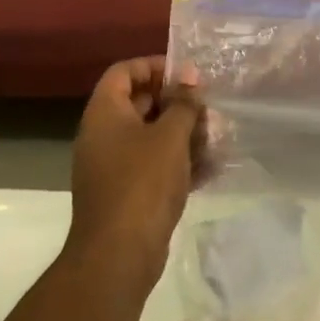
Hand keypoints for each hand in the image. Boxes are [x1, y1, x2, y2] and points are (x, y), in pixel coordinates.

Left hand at [68, 57, 203, 277]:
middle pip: (140, 103)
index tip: (187, 74)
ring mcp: (113, 166)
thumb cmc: (143, 183)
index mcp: (105, 113)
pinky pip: (153, 165)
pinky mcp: (126, 192)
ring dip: (182, 134)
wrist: (118, 254)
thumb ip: (183, 103)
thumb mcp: (170, 136)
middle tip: (208, 107)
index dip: (154, 66)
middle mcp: (103, 135)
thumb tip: (191, 76)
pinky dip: (178, 162)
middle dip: (176, 103)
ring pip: (150, 136)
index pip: (124, 71)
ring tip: (215, 138)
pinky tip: (210, 168)